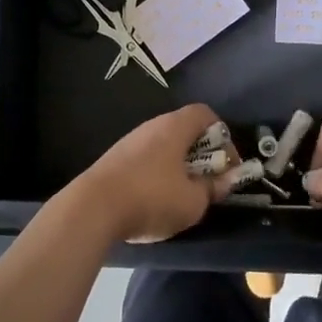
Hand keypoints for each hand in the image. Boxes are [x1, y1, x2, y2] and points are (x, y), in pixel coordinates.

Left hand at [71, 103, 230, 243]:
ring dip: (179, 165)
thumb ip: (213, 188)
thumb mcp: (192, 202)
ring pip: (165, 145)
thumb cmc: (151, 198)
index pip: (206, 114)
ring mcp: (131, 140)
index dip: (223, 136)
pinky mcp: (115, 158)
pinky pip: (147, 158)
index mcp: (175, 127)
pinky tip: (155, 199)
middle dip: (202, 154)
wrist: (92, 207)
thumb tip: (225, 180)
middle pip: (185, 129)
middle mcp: (153, 125)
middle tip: (208, 182)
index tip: (228, 166)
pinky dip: (159, 172)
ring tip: (183, 194)